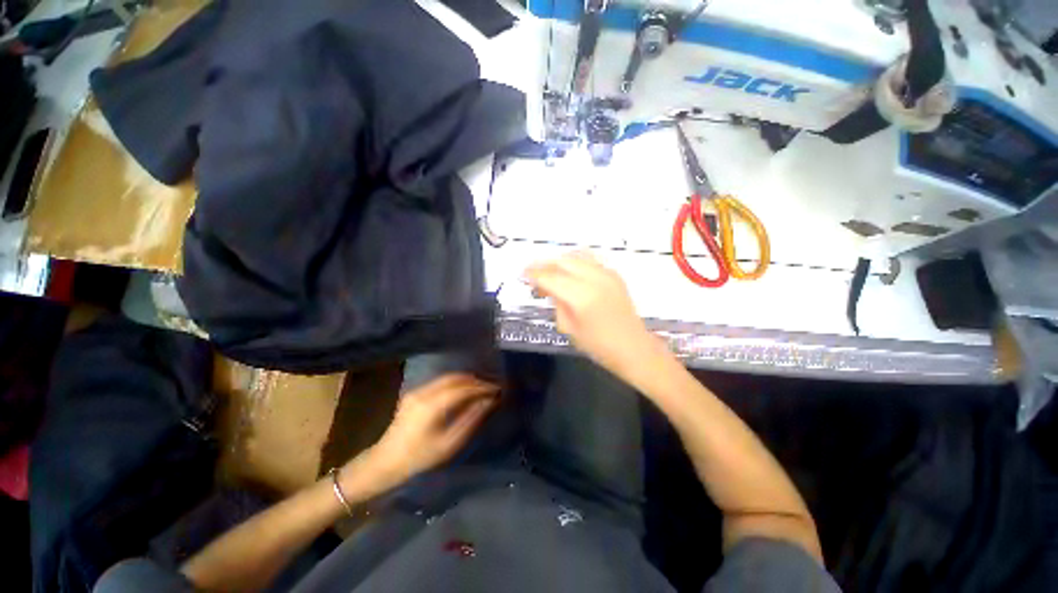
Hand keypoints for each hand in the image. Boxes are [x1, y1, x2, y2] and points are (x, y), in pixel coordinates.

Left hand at [351, 373, 498, 490]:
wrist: (385, 462)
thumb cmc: (419, 457)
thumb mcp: (448, 443)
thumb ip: (470, 419)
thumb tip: (489, 402)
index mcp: (431, 405)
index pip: (463, 389)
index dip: (481, 387)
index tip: (497, 389)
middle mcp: (424, 392)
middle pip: (455, 378)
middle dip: (475, 380)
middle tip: (491, 386)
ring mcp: (417, 390)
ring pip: (448, 377)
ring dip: (466, 380)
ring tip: (481, 387)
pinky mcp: (414, 393)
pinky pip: (440, 382)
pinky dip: (456, 383)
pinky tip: (464, 391)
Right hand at [524, 252, 655, 375]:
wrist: (633, 348)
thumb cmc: (598, 346)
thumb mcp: (568, 327)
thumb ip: (556, 302)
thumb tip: (546, 287)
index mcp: (581, 296)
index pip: (550, 277)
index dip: (533, 274)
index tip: (522, 275)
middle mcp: (594, 278)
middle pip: (562, 261)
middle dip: (544, 264)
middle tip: (532, 274)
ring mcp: (606, 273)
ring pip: (575, 256)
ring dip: (558, 261)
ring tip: (549, 272)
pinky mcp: (614, 274)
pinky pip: (589, 259)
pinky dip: (574, 261)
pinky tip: (568, 271)